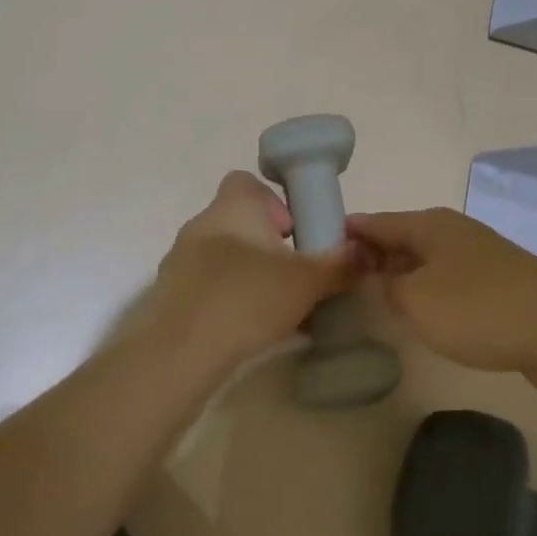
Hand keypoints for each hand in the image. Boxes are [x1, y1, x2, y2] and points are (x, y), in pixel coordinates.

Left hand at [144, 171, 357, 366]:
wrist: (180, 353)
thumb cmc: (247, 299)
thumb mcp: (307, 281)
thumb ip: (339, 264)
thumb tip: (364, 251)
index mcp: (233, 208)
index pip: (248, 182)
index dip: (274, 202)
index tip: (295, 234)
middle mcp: (202, 225)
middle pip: (241, 223)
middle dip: (270, 246)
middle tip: (294, 275)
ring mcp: (181, 261)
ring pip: (226, 257)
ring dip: (251, 274)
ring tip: (278, 307)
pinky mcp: (172, 296)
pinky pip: (211, 287)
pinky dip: (232, 299)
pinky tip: (252, 329)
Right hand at [347, 207, 536, 380]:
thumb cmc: (479, 309)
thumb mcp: (416, 301)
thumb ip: (388, 287)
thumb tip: (384, 280)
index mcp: (429, 225)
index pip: (375, 221)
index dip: (346, 233)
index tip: (317, 248)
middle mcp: (454, 231)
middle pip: (401, 237)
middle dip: (371, 255)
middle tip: (342, 280)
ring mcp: (480, 254)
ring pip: (425, 259)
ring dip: (400, 274)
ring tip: (375, 296)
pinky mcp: (499, 281)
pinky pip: (449, 278)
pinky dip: (428, 288)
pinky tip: (423, 311)